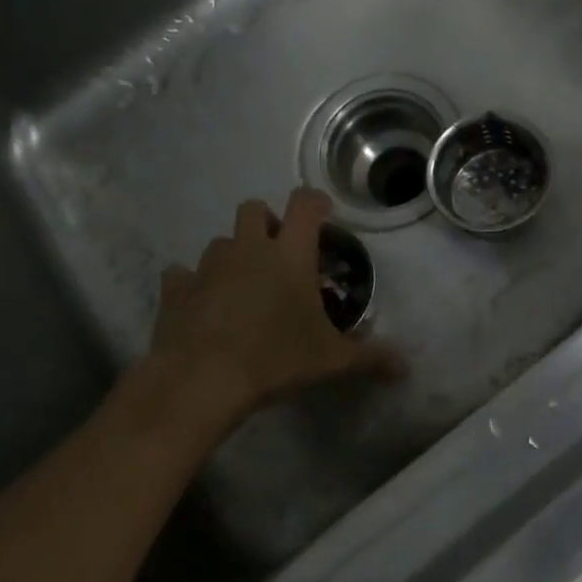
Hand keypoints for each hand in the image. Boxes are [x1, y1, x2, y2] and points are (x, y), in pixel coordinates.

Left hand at [149, 188, 403, 422]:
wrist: (202, 379)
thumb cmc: (275, 359)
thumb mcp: (330, 361)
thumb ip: (369, 358)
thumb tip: (405, 367)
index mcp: (290, 255)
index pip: (305, 204)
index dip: (316, 201)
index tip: (323, 214)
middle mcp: (248, 248)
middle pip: (254, 208)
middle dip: (267, 222)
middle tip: (279, 252)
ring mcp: (208, 265)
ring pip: (220, 241)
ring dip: (234, 253)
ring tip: (243, 285)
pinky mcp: (176, 288)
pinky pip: (183, 274)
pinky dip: (193, 284)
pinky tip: (202, 305)